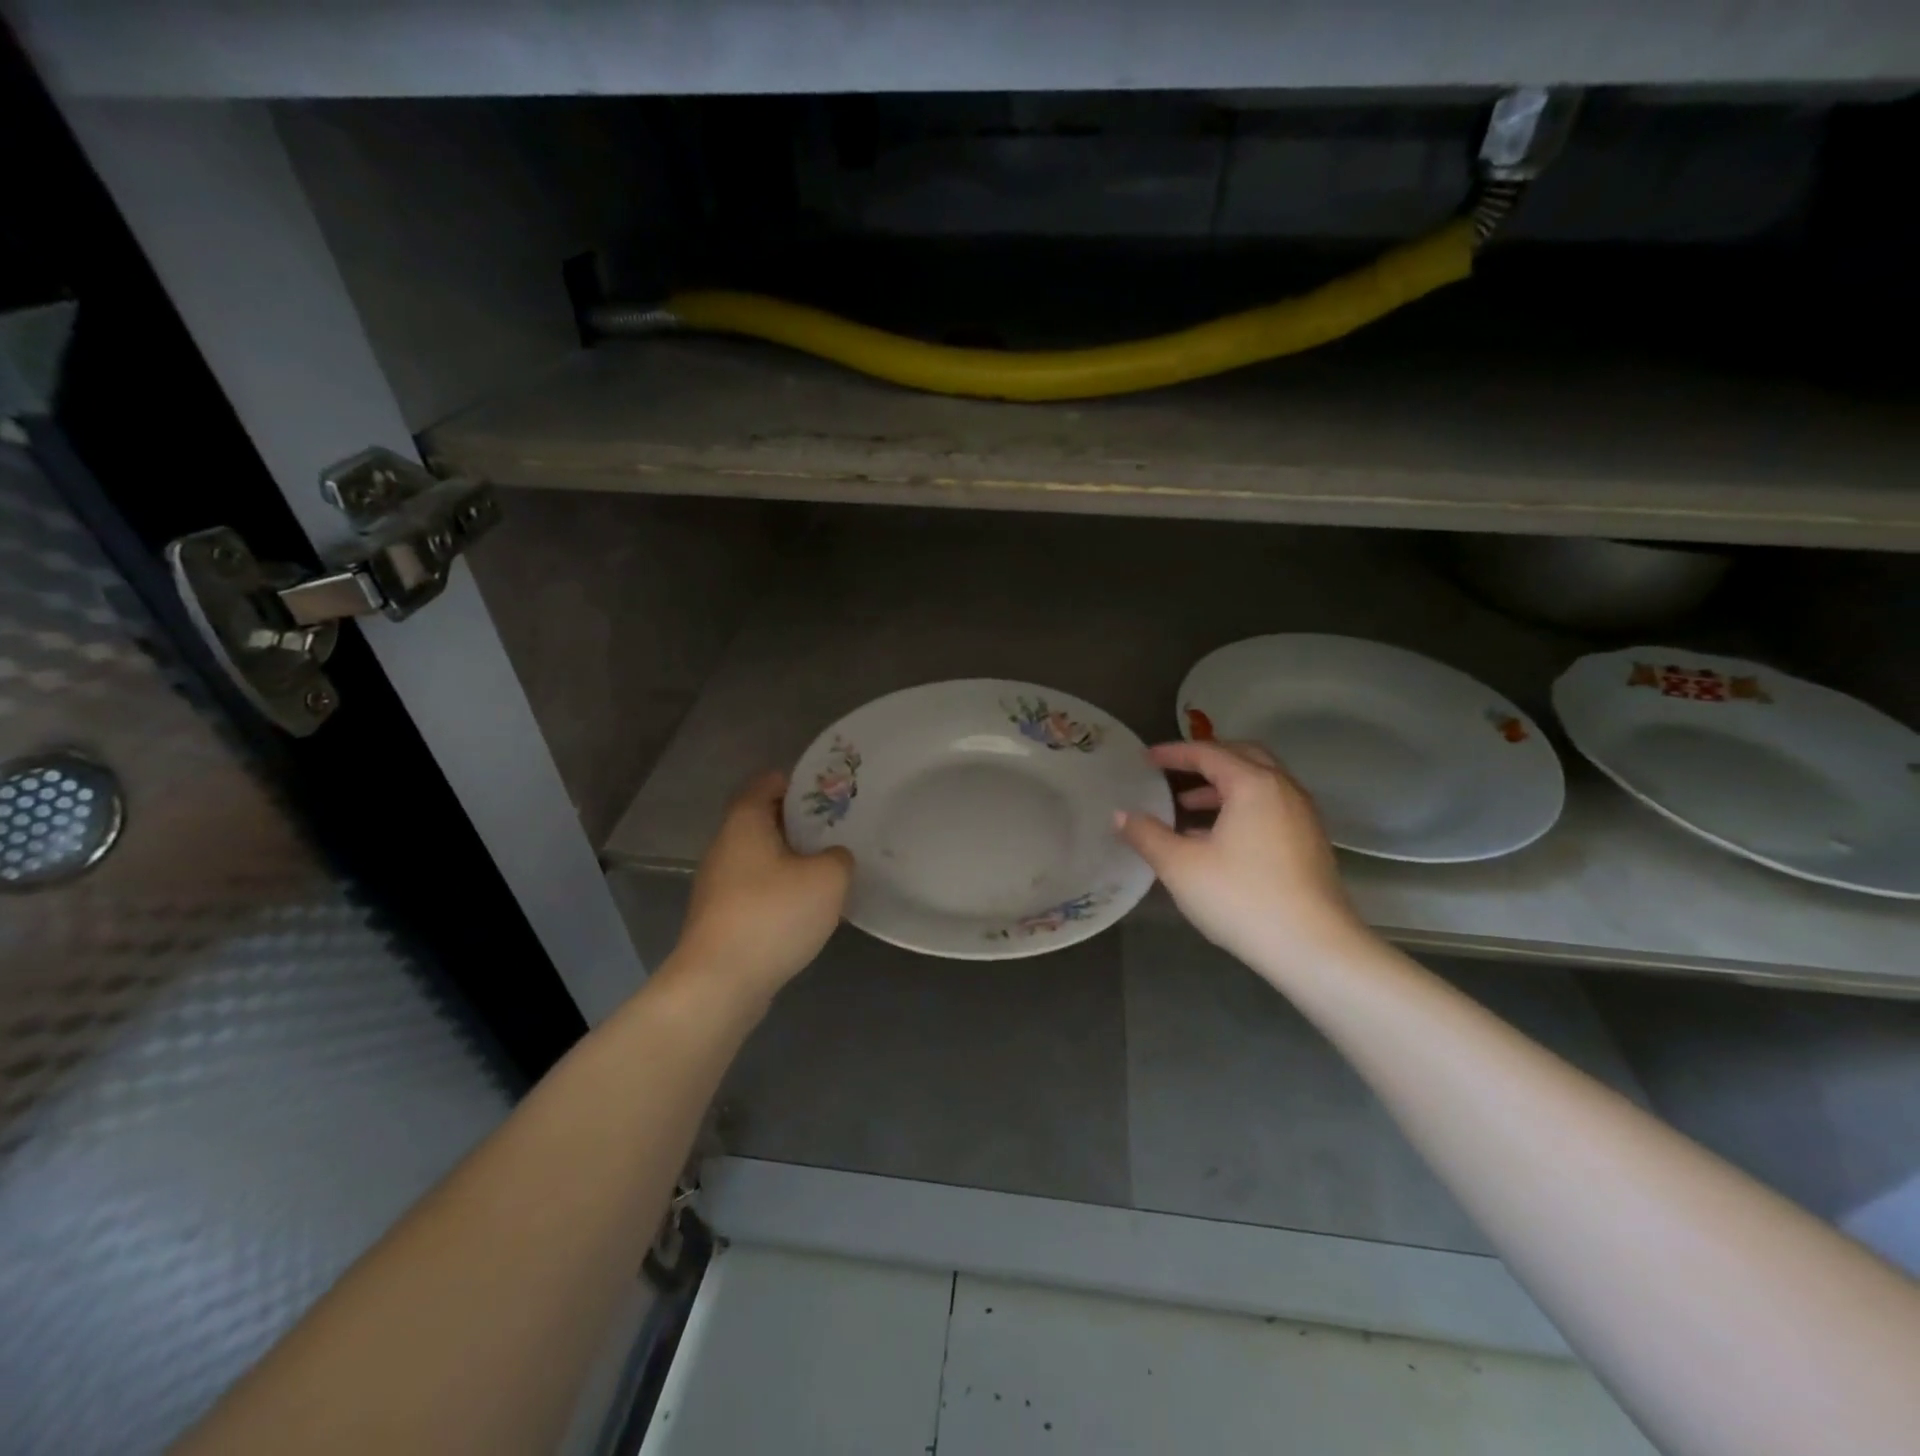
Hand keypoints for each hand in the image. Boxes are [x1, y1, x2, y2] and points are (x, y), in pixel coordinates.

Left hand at [670, 771, 852, 1003]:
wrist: (720, 983)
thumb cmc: (773, 915)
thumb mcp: (828, 879)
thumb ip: (839, 857)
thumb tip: (833, 857)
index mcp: (745, 822)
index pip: (767, 783)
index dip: (799, 783)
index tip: (829, 792)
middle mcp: (725, 846)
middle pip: (764, 820)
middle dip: (800, 823)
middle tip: (838, 830)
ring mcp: (718, 884)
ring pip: (761, 857)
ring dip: (791, 859)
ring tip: (829, 869)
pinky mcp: (720, 917)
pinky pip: (756, 889)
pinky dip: (780, 890)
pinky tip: (806, 908)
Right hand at [1117, 741, 1369, 982]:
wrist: (1314, 948)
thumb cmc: (1242, 898)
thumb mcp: (1181, 866)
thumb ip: (1147, 835)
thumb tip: (1121, 815)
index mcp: (1253, 784)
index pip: (1208, 753)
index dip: (1173, 753)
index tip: (1145, 759)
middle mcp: (1283, 789)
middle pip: (1242, 756)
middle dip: (1205, 760)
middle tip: (1173, 772)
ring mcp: (1303, 816)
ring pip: (1260, 783)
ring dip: (1223, 786)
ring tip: (1187, 808)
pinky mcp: (1310, 842)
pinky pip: (1270, 806)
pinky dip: (1242, 806)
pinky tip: (1218, 838)